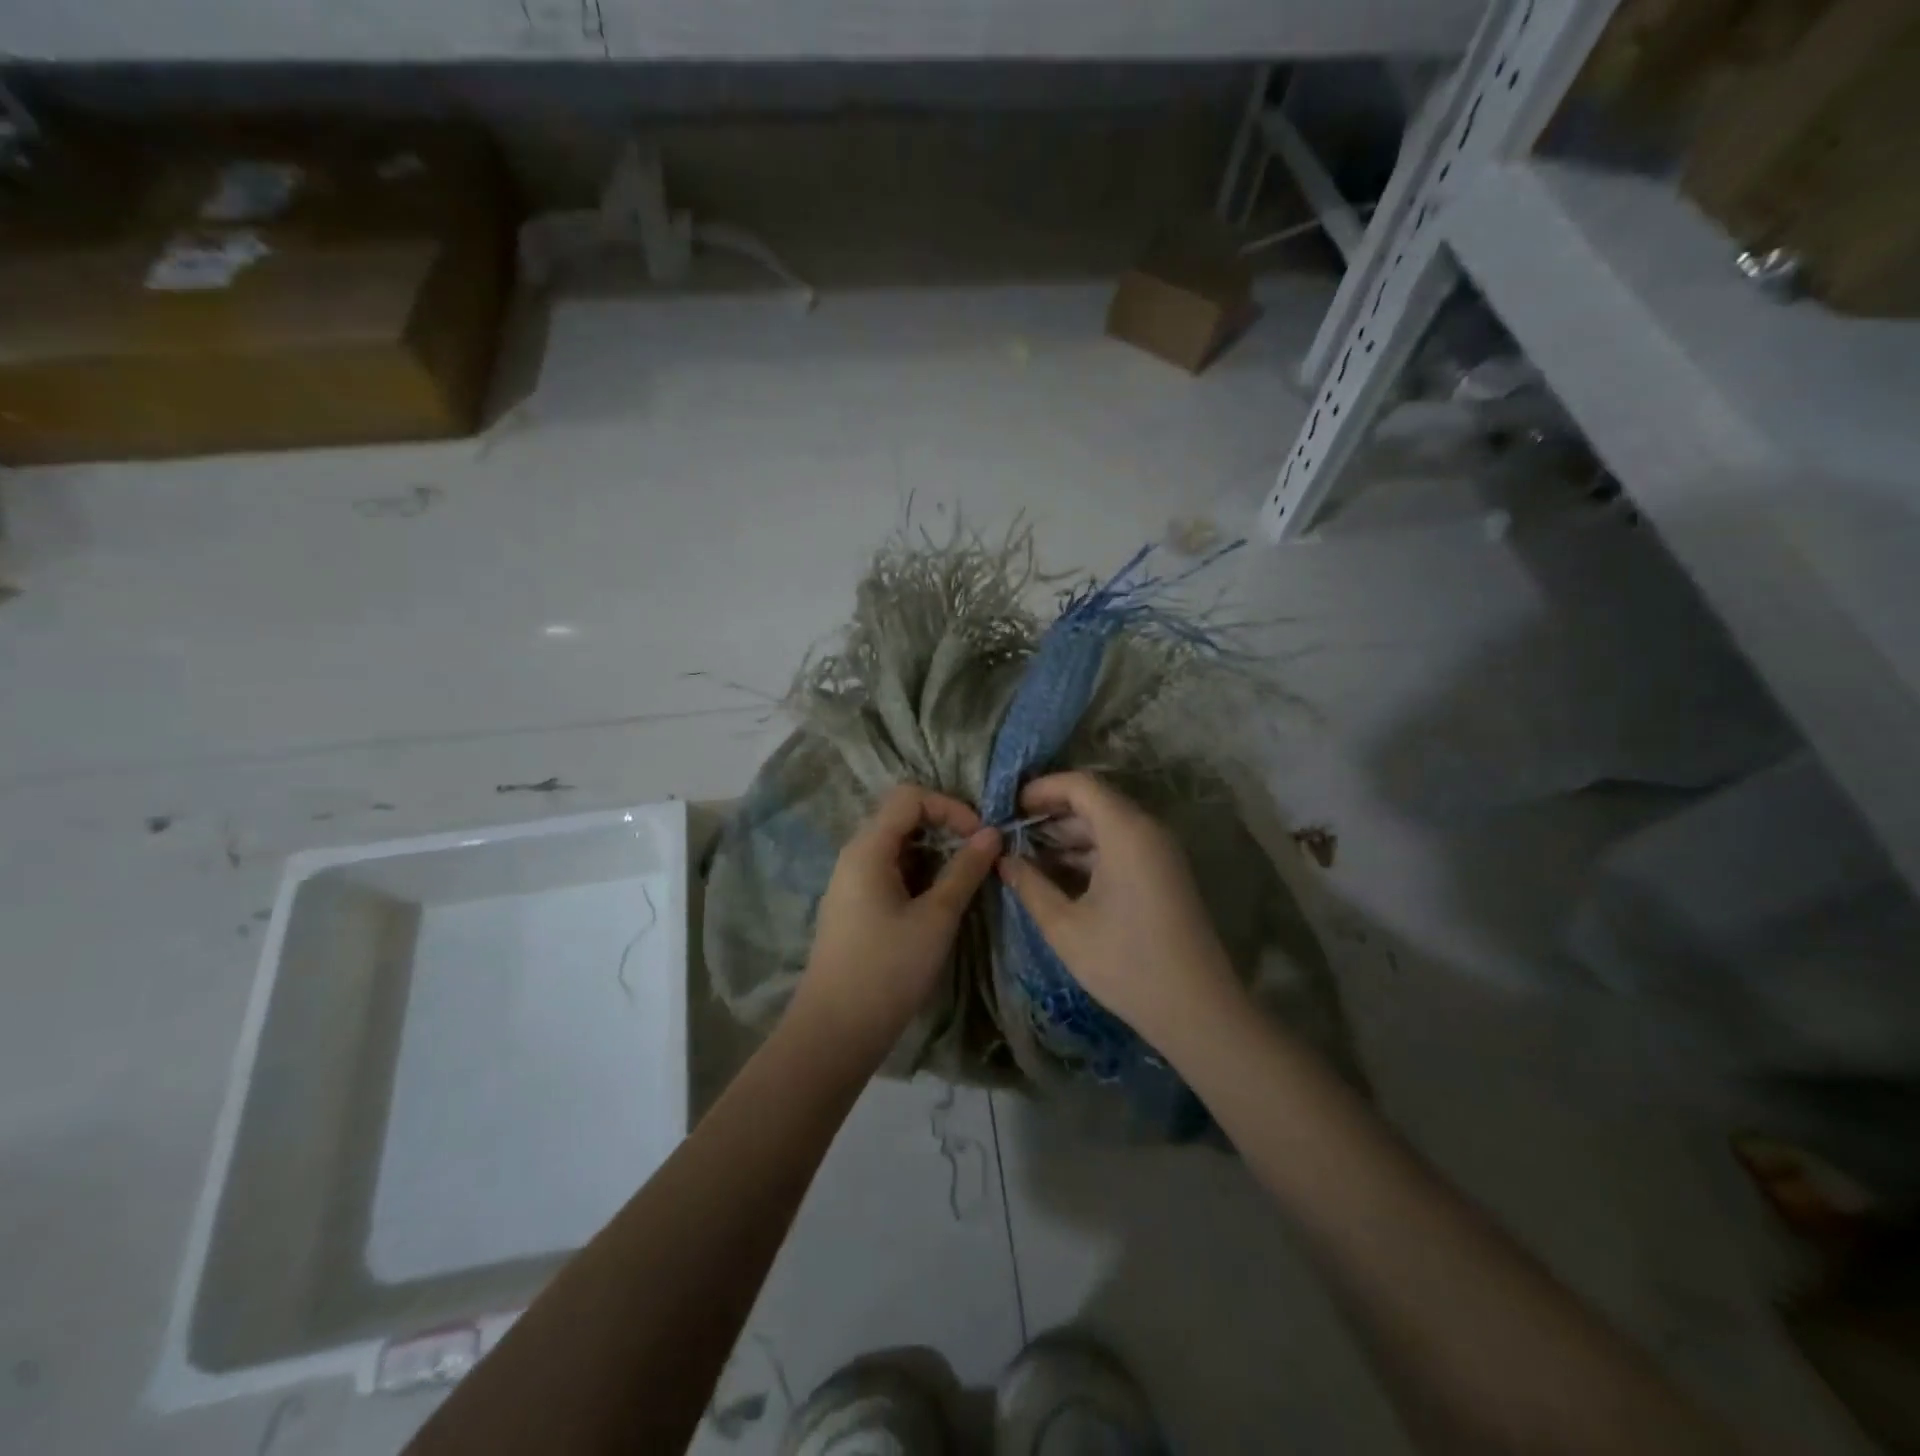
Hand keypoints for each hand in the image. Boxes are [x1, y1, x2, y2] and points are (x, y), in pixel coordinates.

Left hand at [794, 784, 1000, 1055]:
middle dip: (945, 828)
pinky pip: (891, 872)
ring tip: (965, 881)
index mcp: (868, 848)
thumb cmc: (888, 970)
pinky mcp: (855, 907)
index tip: (981, 837)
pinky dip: (920, 875)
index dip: (950, 807)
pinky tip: (940, 902)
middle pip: (902, 818)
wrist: (835, 1031)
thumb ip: (965, 870)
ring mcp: (851, 882)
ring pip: (898, 847)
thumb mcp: (936, 918)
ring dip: (935, 854)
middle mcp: (854, 856)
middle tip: (979, 856)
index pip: (910, 797)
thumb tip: (992, 833)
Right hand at [997, 771, 1240, 1046]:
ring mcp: (1160, 853)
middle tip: (1010, 834)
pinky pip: (1121, 847)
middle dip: (1050, 815)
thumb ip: (1029, 886)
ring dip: (1068, 837)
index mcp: (1126, 832)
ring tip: (1027, 858)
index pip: (1080, 785)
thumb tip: (1003, 859)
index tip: (1008, 806)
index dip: (1042, 789)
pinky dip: (1089, 854)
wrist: (1197, 1010)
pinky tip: (1059, 878)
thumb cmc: (1125, 963)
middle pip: (1095, 802)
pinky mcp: (1164, 874)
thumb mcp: (1065, 926)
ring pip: (1107, 826)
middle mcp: (1148, 831)